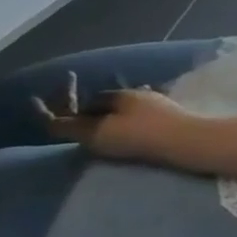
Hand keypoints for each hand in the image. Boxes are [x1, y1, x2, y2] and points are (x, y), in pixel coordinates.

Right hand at [37, 79, 213, 167]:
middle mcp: (138, 94)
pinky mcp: (174, 118)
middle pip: (109, 105)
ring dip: (118, 121)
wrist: (188, 142)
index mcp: (118, 95)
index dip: (77, 114)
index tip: (73, 129)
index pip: (89, 101)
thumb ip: (69, 127)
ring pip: (129, 111)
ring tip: (114, 139)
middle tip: (93, 136)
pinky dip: (136, 127)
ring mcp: (159, 104)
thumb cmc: (138, 136)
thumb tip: (48, 120)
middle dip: (98, 115)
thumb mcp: (97, 134)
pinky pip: (146, 119)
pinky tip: (138, 139)